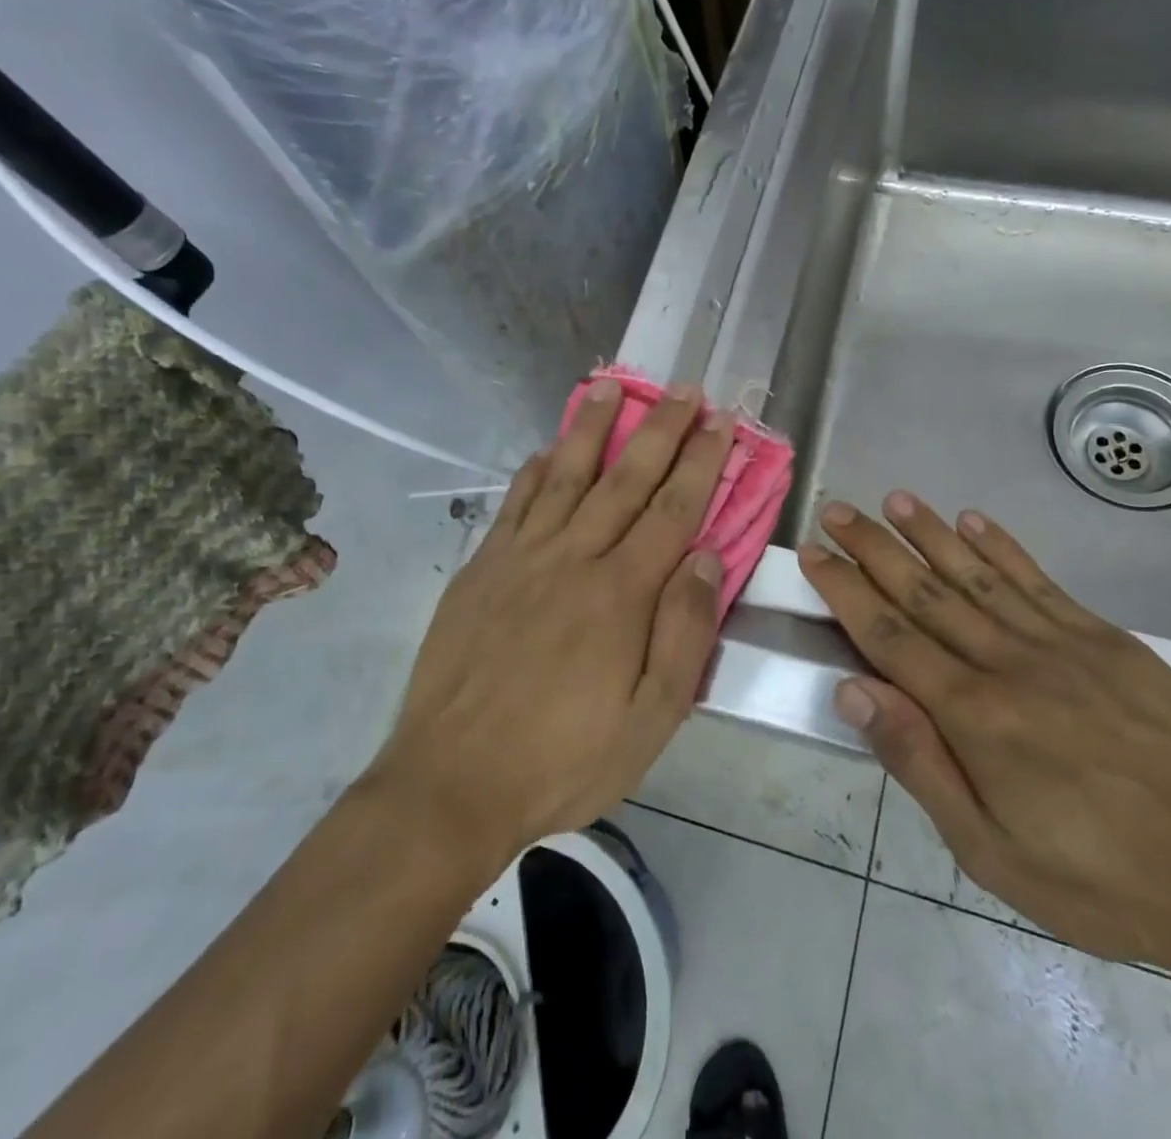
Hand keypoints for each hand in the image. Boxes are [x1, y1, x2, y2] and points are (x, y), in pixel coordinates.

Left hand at [368, 381, 732, 869]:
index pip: (674, 510)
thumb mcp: (649, 720)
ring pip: (566, 476)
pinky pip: (515, 504)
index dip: (701, 462)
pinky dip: (535, 471)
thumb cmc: (563, 759)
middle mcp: (575, 559)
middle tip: (683, 389)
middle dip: (660, 430)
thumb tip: (709, 560)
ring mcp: (522, 558)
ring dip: (592, 428)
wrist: (450, 783)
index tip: (720, 422)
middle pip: (626, 479)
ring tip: (611, 387)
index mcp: (622, 594)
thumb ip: (684, 634)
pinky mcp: (482, 569)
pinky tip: (548, 449)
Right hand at [800, 494, 1170, 1006]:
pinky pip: (1041, 582)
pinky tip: (974, 521)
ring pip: (979, 575)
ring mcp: (1063, 644)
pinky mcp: (1109, 641)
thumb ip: (920, 763)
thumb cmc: (1103, 882)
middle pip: (926, 593)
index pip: (890, 637)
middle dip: (874, 549)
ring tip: (894, 500)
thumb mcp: (992, 852)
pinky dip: (1003, 547)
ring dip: (931, 534)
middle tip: (837, 510)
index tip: (815, 554)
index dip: (846, 591)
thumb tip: (853, 691)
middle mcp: (1010, 663)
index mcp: (975, 716)